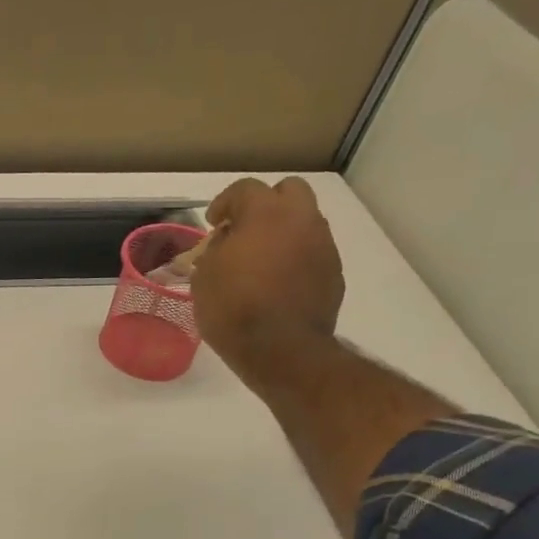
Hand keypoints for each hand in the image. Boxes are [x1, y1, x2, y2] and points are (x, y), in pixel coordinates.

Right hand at [191, 176, 344, 386]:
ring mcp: (323, 245)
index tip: (213, 223)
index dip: (225, 203)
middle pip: (289, 191)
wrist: (281, 349)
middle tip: (245, 229)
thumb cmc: (233, 309)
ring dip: (284, 231)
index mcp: (265, 214)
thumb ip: (216, 250)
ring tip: (263, 258)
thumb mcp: (204, 277)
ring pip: (305, 221)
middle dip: (266, 204)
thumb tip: (228, 243)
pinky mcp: (334, 271)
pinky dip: (296, 257)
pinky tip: (279, 281)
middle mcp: (301, 220)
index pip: (245, 189)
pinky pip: (313, 251)